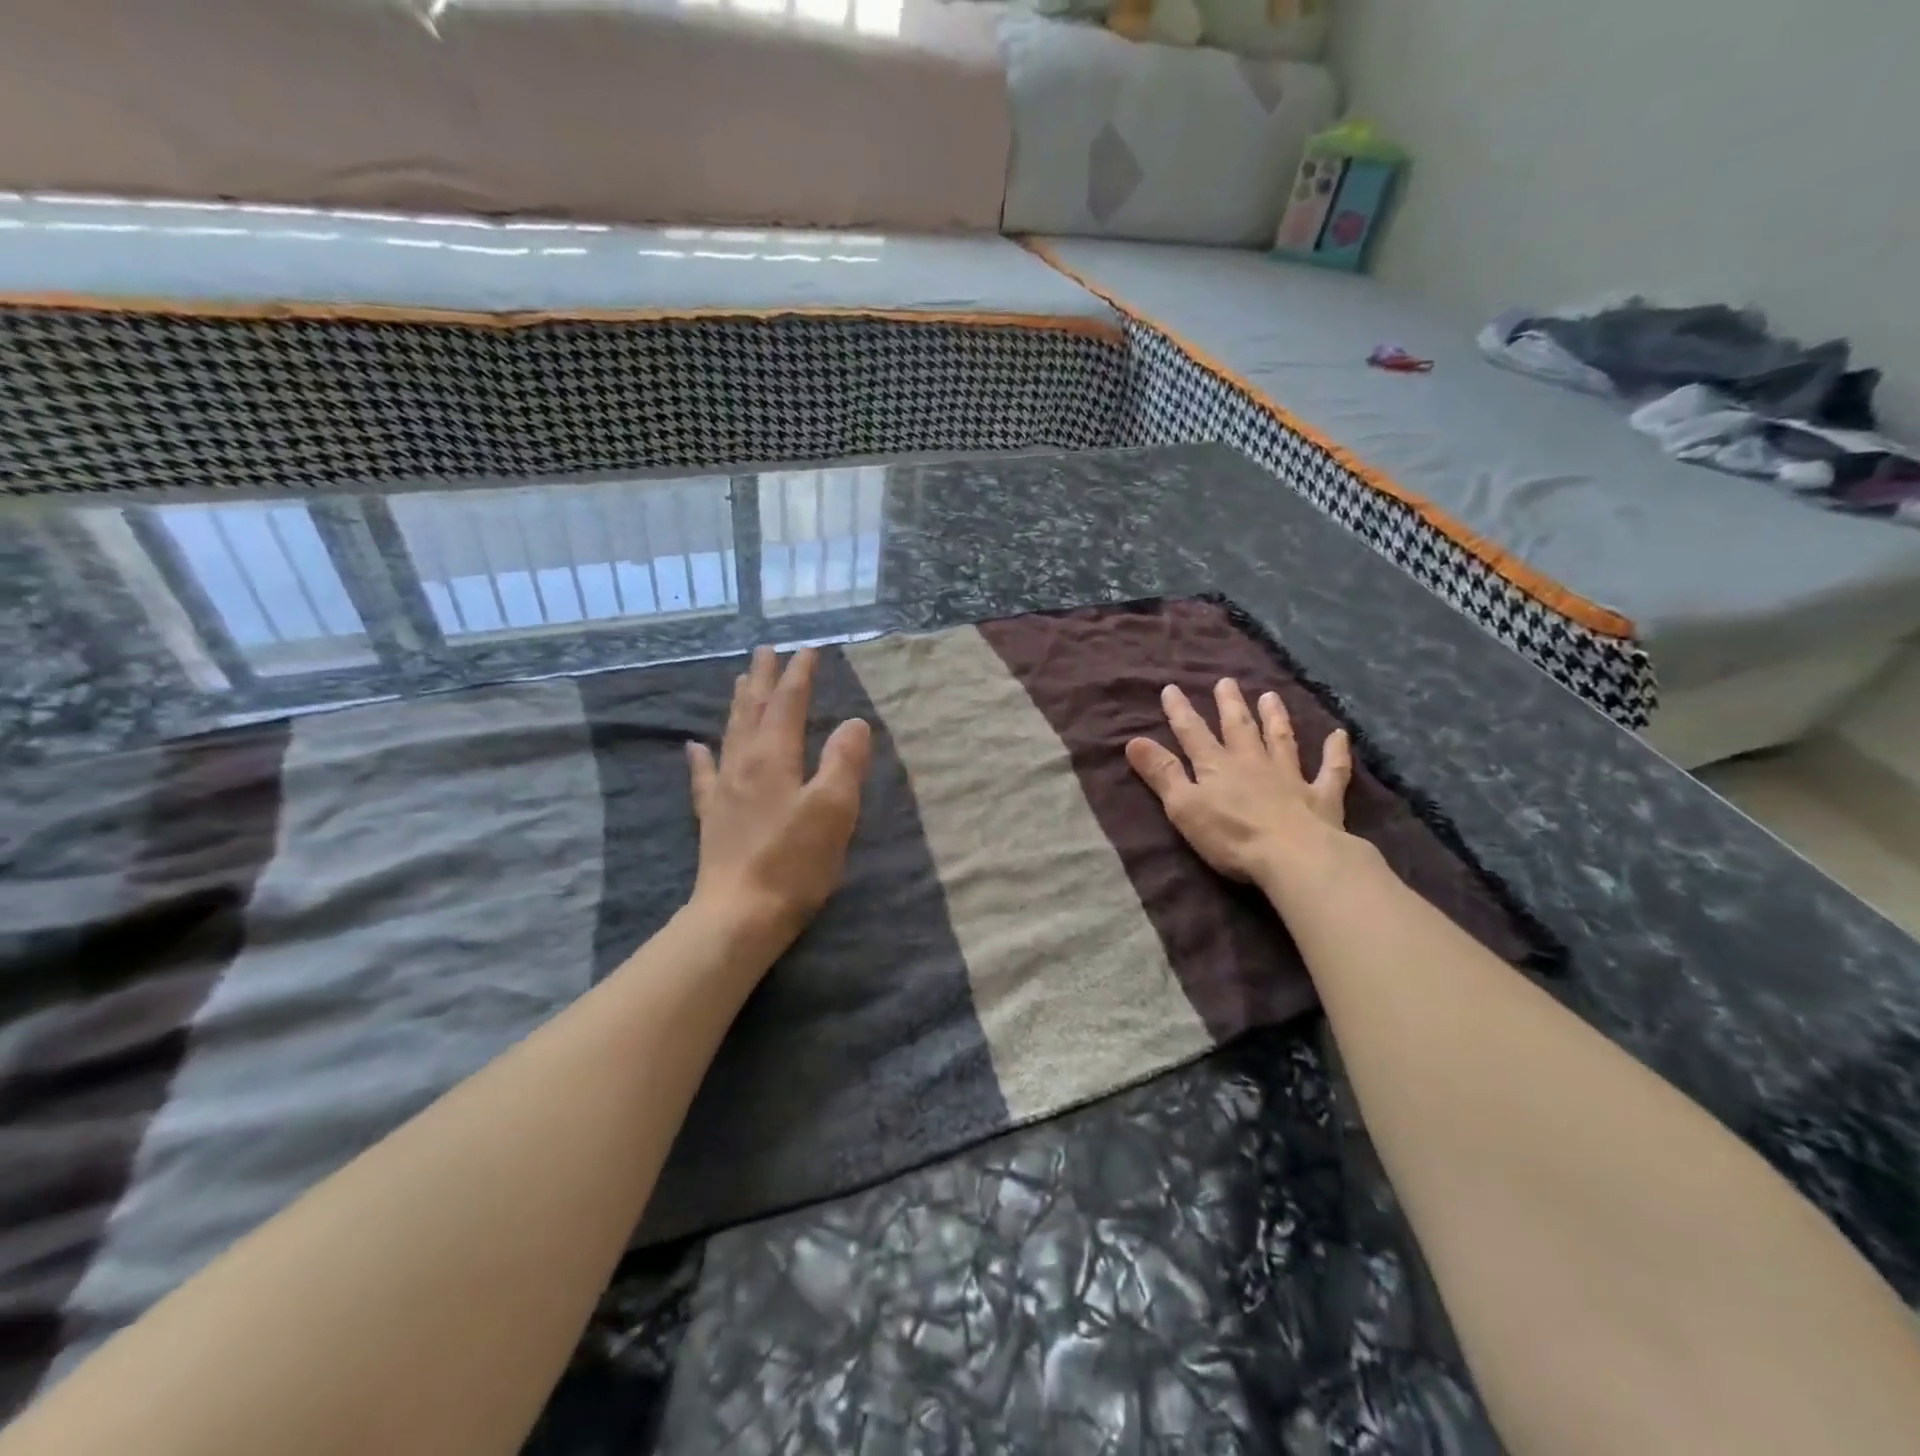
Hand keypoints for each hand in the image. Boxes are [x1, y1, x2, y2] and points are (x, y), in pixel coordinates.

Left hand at [687, 646, 871, 949]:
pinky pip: (704, 776)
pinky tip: (695, 746)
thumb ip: (845, 761)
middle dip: (763, 679)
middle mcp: (744, 764)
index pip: (788, 704)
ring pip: (731, 734)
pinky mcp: (713, 818)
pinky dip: (702, 757)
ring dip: (739, 704)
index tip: (807, 650)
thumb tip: (854, 722)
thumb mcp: (833, 809)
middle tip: (766, 651)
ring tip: (741, 681)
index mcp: (774, 758)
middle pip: (754, 710)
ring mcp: (724, 791)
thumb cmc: (794, 862)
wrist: (739, 915)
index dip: (799, 676)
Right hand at [1125, 678, 1358, 891]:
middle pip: (1238, 728)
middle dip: (1230, 705)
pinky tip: (1339, 735)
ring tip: (1271, 696)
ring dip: (1275, 718)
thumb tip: (1133, 740)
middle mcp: (1253, 763)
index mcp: (1216, 766)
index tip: (1171, 688)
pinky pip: (1332, 770)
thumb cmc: (1230, 836)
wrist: (1294, 857)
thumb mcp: (1183, 806)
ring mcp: (1290, 777)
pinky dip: (1336, 752)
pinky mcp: (1322, 797)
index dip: (1180, 711)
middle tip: (1227, 682)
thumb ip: (1161, 773)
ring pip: (1281, 740)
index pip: (1193, 733)